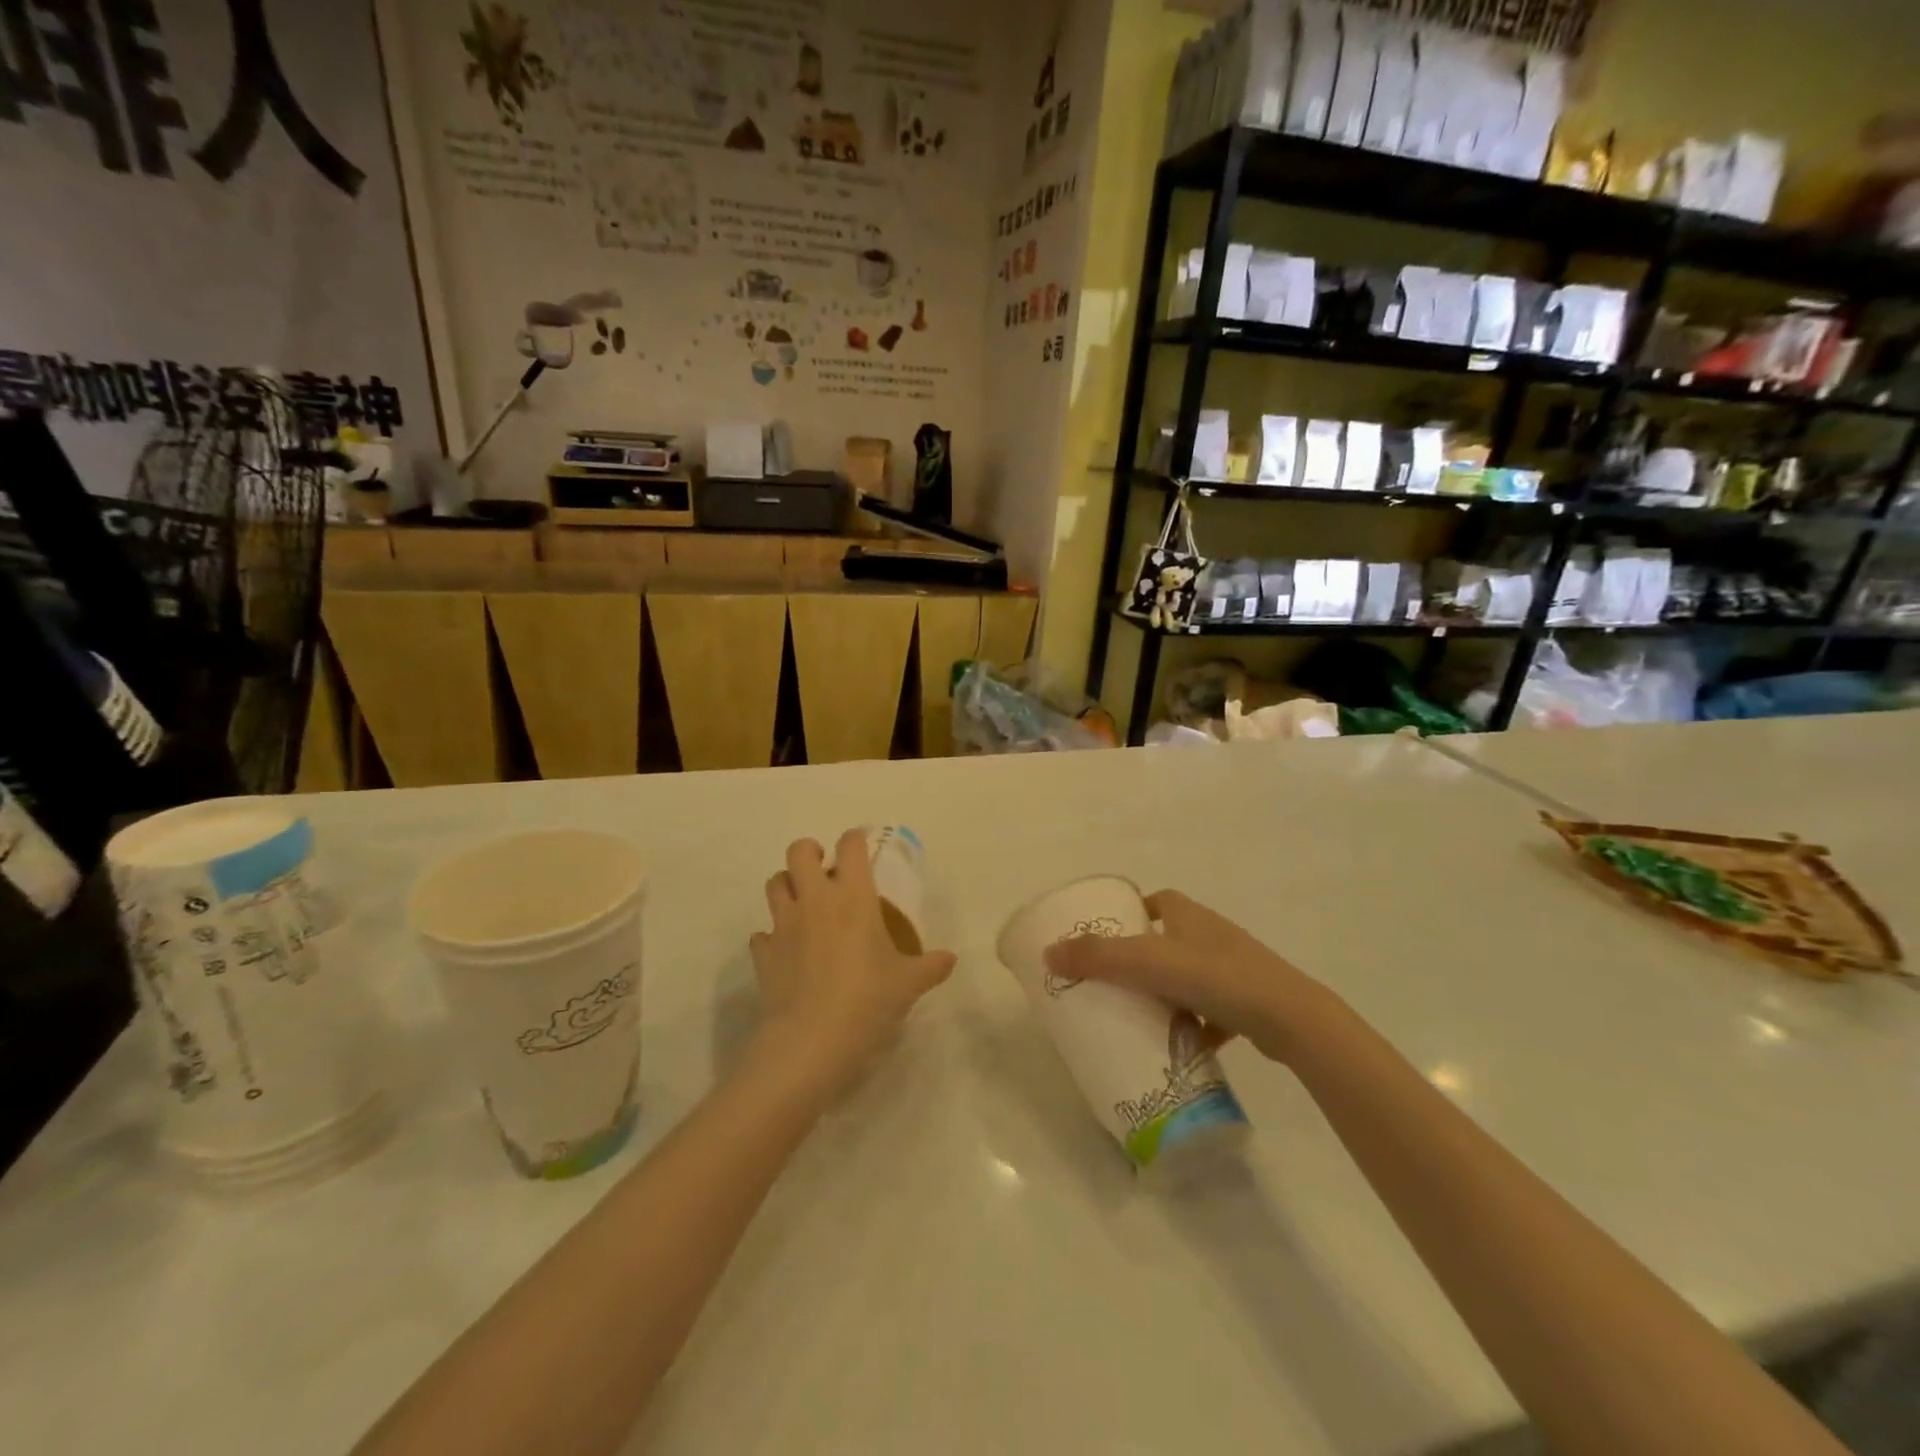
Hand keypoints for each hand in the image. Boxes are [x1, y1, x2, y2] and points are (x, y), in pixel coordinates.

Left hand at [750, 830, 956, 1084]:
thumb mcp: (908, 984)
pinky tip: (787, 952)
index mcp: (853, 896)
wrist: (811, 1042)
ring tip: (804, 905)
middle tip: (825, 870)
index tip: (862, 847)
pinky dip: (773, 937)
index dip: (855, 840)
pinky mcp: (764, 954)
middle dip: (810, 852)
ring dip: (787, 886)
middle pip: (799, 852)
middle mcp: (814, 900)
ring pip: (774, 884)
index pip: (850, 846)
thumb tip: (950, 959)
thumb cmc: (868, 1001)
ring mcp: (783, 925)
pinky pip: (763, 934)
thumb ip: (931, 966)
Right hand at [1042, 890, 1328, 1062]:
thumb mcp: (1148, 962)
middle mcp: (1212, 934)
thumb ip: (1097, 957)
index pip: (1157, 901)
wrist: (1290, 1018)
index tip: (1108, 938)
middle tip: (1114, 982)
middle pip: (1170, 940)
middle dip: (1144, 958)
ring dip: (1168, 992)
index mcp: (1189, 915)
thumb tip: (1048, 953)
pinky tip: (1180, 1046)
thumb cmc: (1216, 977)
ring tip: (1140, 1016)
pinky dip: (1196, 1023)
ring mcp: (1234, 968)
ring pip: (1191, 976)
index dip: (1132, 914)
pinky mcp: (1249, 1002)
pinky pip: (1213, 1009)